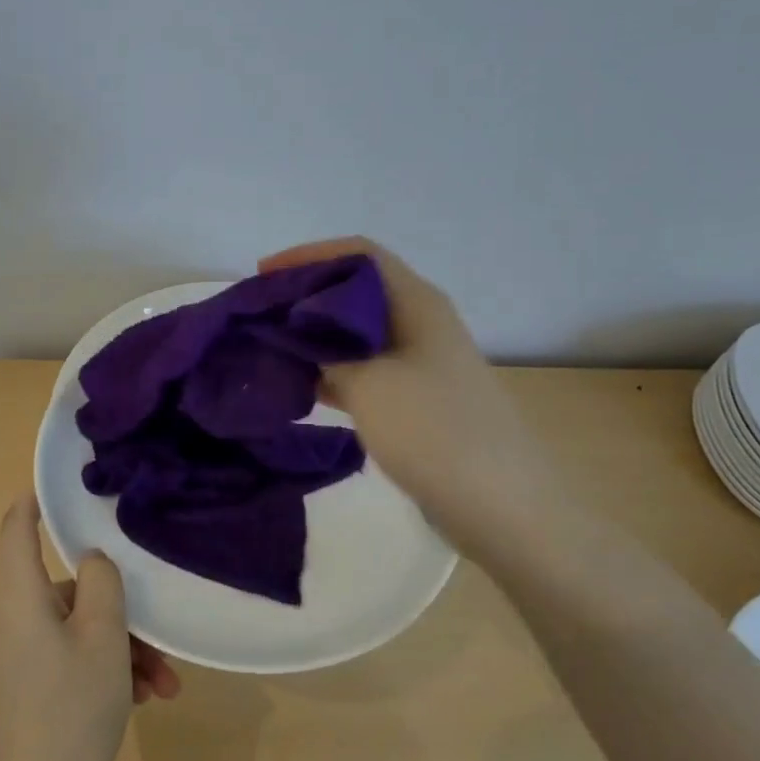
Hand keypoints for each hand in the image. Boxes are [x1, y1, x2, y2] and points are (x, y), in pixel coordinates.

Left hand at [0, 495, 179, 760]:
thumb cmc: (71, 708)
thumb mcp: (102, 636)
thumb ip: (102, 582)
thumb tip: (94, 561)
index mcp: (21, 598)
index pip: (17, 529)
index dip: (34, 501)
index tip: (62, 485)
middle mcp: (16, 620)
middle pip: (67, 587)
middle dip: (118, 605)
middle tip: (157, 631)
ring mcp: (24, 658)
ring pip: (80, 628)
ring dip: (125, 646)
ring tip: (165, 681)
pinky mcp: (35, 690)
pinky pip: (76, 660)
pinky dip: (111, 670)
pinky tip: (150, 699)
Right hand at [259, 237, 559, 533]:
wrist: (502, 506)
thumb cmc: (434, 430)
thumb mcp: (368, 383)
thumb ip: (323, 351)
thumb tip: (291, 335)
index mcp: (415, 302)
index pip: (358, 254)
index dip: (308, 255)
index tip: (263, 275)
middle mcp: (418, 323)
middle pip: (353, 292)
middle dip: (304, 297)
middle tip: (257, 314)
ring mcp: (418, 363)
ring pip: (355, 334)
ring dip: (312, 337)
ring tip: (266, 348)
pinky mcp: (413, 400)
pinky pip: (363, 371)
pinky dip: (329, 372)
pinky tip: (297, 386)